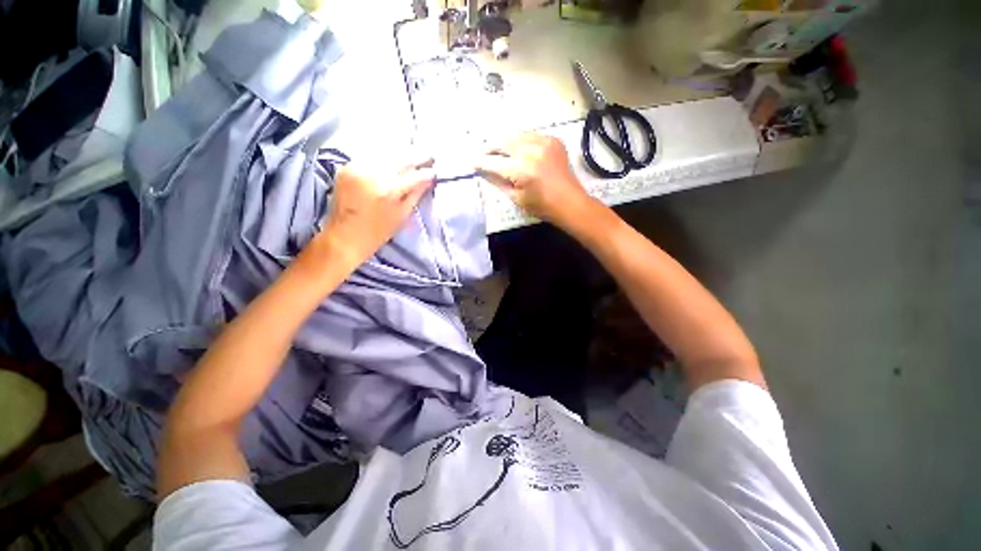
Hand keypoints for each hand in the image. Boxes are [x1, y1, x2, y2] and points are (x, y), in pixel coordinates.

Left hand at [317, 160, 434, 268]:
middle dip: (417, 155)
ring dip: (402, 152)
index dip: (427, 171)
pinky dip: (385, 155)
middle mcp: (372, 173)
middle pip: (400, 157)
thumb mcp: (401, 216)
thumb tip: (428, 180)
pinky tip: (393, 157)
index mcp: (388, 189)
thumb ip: (415, 194)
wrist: (343, 237)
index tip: (436, 169)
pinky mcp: (347, 167)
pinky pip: (371, 155)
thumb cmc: (377, 233)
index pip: (414, 175)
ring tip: (414, 153)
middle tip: (429, 155)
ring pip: (385, 152)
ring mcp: (357, 167)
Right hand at [475, 134, 593, 225]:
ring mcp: (544, 142)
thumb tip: (484, 171)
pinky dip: (520, 140)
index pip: (494, 162)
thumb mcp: (516, 198)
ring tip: (497, 149)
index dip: (481, 162)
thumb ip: (498, 182)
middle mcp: (531, 151)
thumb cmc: (542, 206)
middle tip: (482, 153)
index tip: (472, 162)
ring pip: (516, 134)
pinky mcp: (553, 140)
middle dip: (490, 147)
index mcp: (521, 170)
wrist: (569, 202)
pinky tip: (517, 148)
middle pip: (503, 142)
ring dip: (504, 141)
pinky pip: (530, 135)